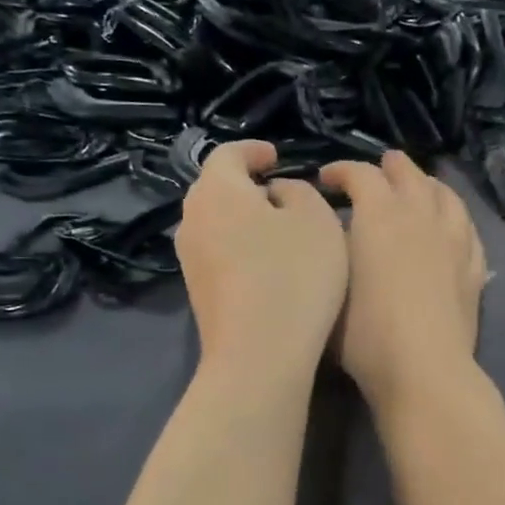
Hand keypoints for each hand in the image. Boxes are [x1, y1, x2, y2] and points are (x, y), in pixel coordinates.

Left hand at [176, 141, 348, 386]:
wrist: (258, 354)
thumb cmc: (293, 274)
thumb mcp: (316, 218)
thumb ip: (297, 191)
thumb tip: (275, 194)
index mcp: (217, 190)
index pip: (228, 153)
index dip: (254, 150)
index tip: (277, 156)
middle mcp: (192, 218)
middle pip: (215, 188)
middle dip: (245, 184)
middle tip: (278, 190)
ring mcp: (189, 259)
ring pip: (215, 222)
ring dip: (242, 218)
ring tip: (276, 228)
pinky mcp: (197, 292)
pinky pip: (218, 252)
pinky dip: (239, 246)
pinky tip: (266, 264)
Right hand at [320, 152, 486, 409]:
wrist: (422, 368)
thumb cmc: (364, 332)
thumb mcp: (331, 285)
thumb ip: (331, 250)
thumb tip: (334, 233)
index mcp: (380, 215)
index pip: (360, 174)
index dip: (341, 170)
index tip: (326, 179)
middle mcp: (421, 217)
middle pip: (409, 175)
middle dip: (390, 167)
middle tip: (379, 169)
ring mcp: (454, 241)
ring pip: (446, 196)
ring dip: (428, 185)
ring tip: (420, 188)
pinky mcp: (474, 269)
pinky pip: (468, 231)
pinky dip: (456, 220)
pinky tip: (452, 228)